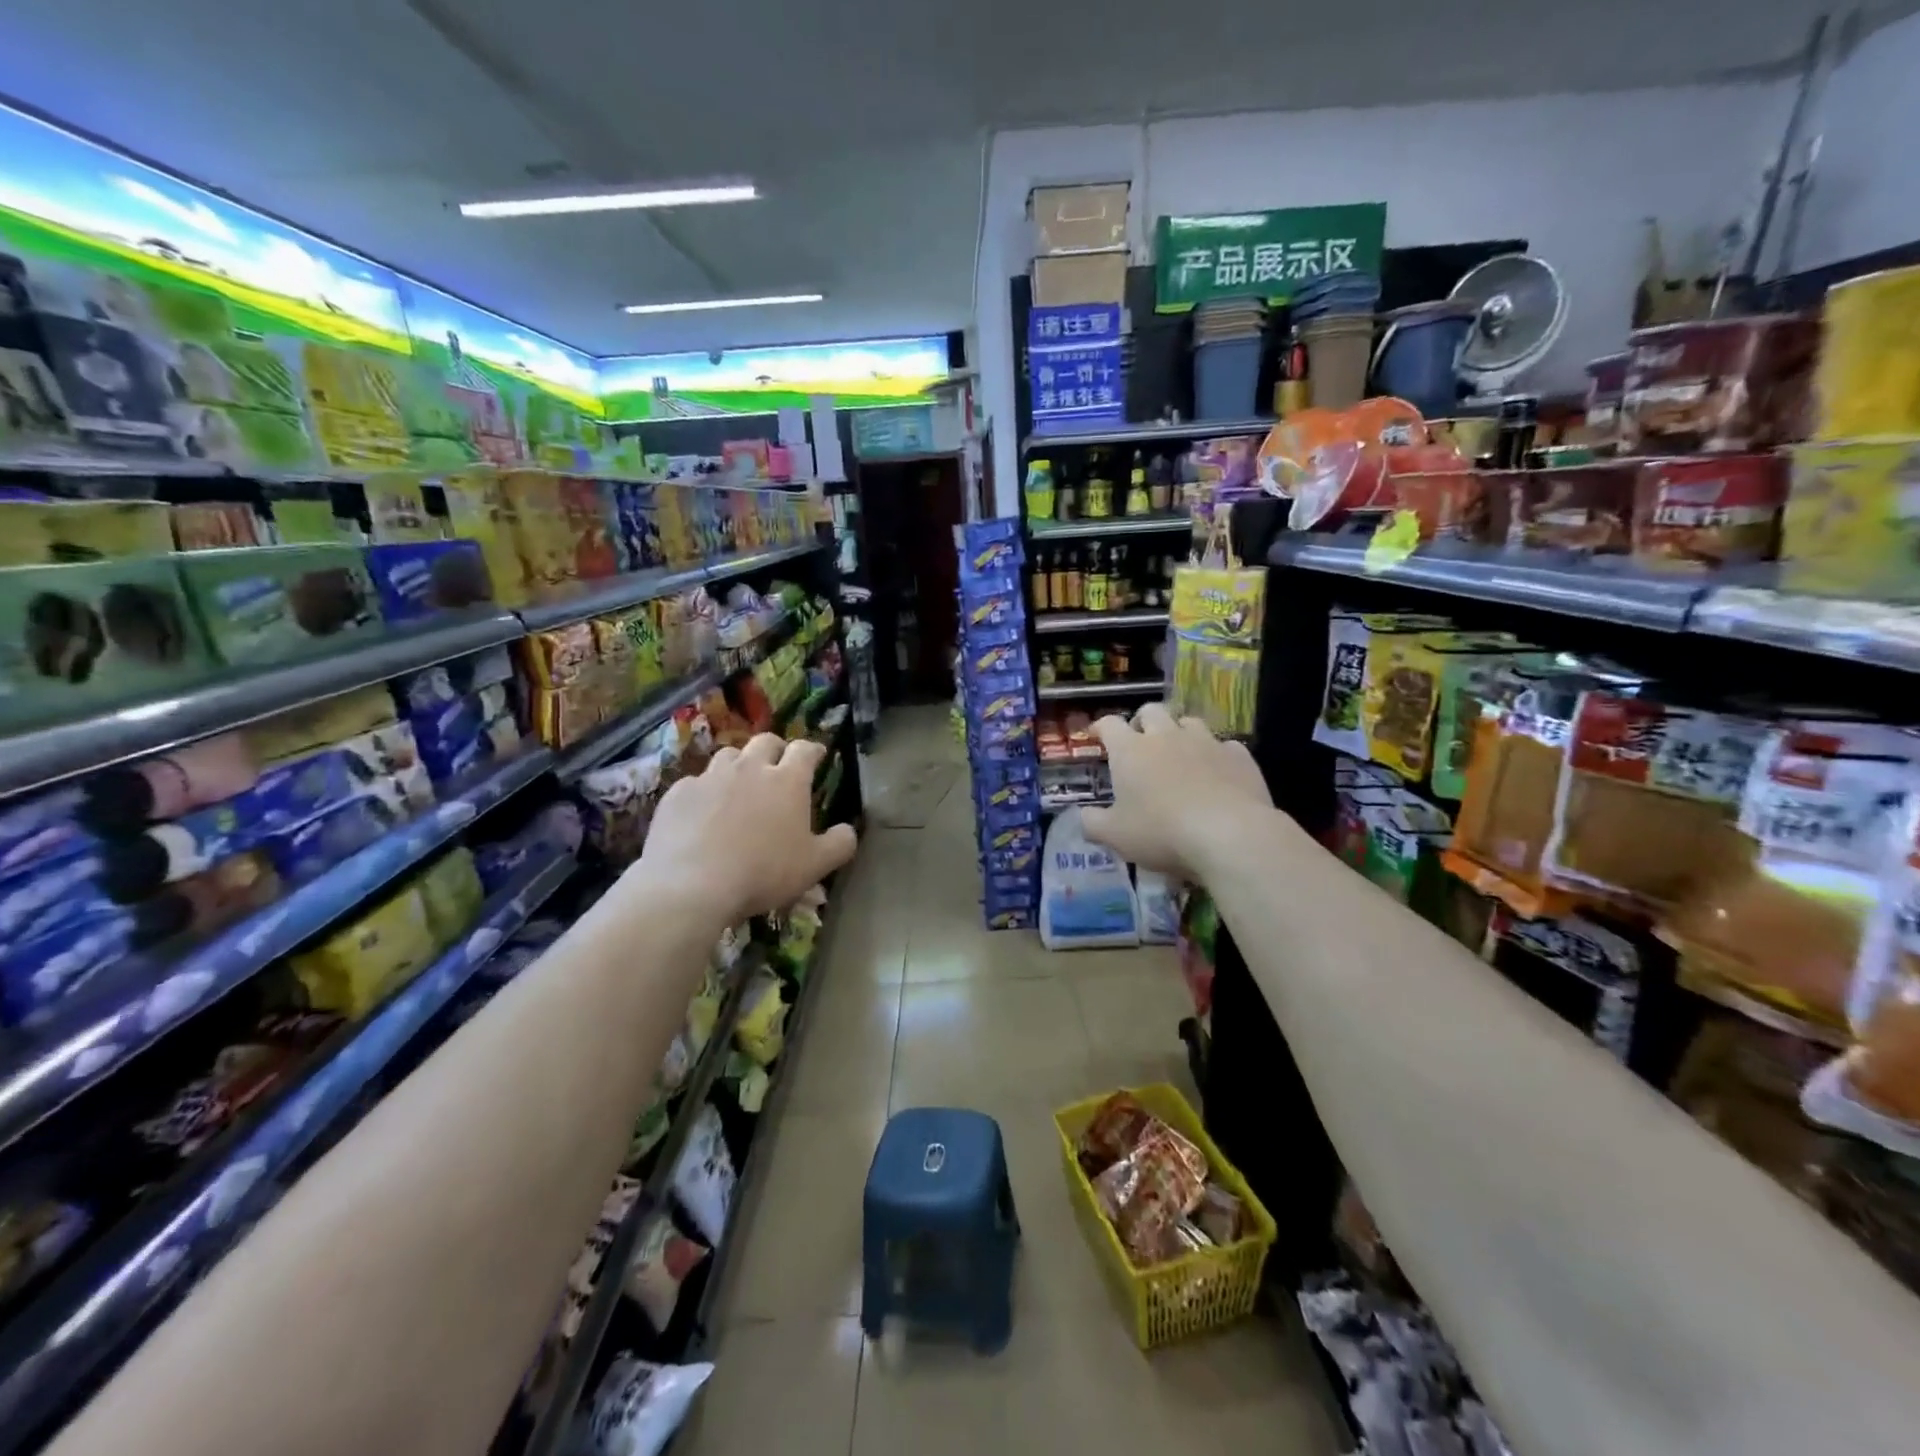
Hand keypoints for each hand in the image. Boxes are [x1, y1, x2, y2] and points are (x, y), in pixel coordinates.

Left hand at [635, 734, 857, 927]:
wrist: (691, 885)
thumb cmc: (763, 872)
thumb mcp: (815, 866)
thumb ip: (840, 844)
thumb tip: (848, 830)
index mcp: (787, 781)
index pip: (805, 749)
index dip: (813, 750)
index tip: (817, 757)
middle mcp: (750, 768)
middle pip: (765, 742)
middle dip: (776, 749)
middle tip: (778, 765)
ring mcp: (710, 777)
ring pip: (728, 756)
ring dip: (739, 765)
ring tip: (739, 785)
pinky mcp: (679, 793)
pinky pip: (696, 782)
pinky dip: (705, 791)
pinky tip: (703, 812)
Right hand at [1080, 704, 1271, 881]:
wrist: (1230, 835)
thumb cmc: (1161, 832)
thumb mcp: (1115, 836)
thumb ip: (1093, 823)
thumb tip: (1082, 816)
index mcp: (1130, 751)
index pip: (1109, 724)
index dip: (1100, 727)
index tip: (1096, 735)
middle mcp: (1166, 736)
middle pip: (1151, 711)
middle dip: (1143, 722)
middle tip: (1140, 743)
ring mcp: (1206, 742)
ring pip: (1189, 722)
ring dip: (1180, 733)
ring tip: (1180, 755)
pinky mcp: (1239, 756)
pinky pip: (1225, 746)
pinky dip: (1216, 756)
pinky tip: (1218, 774)